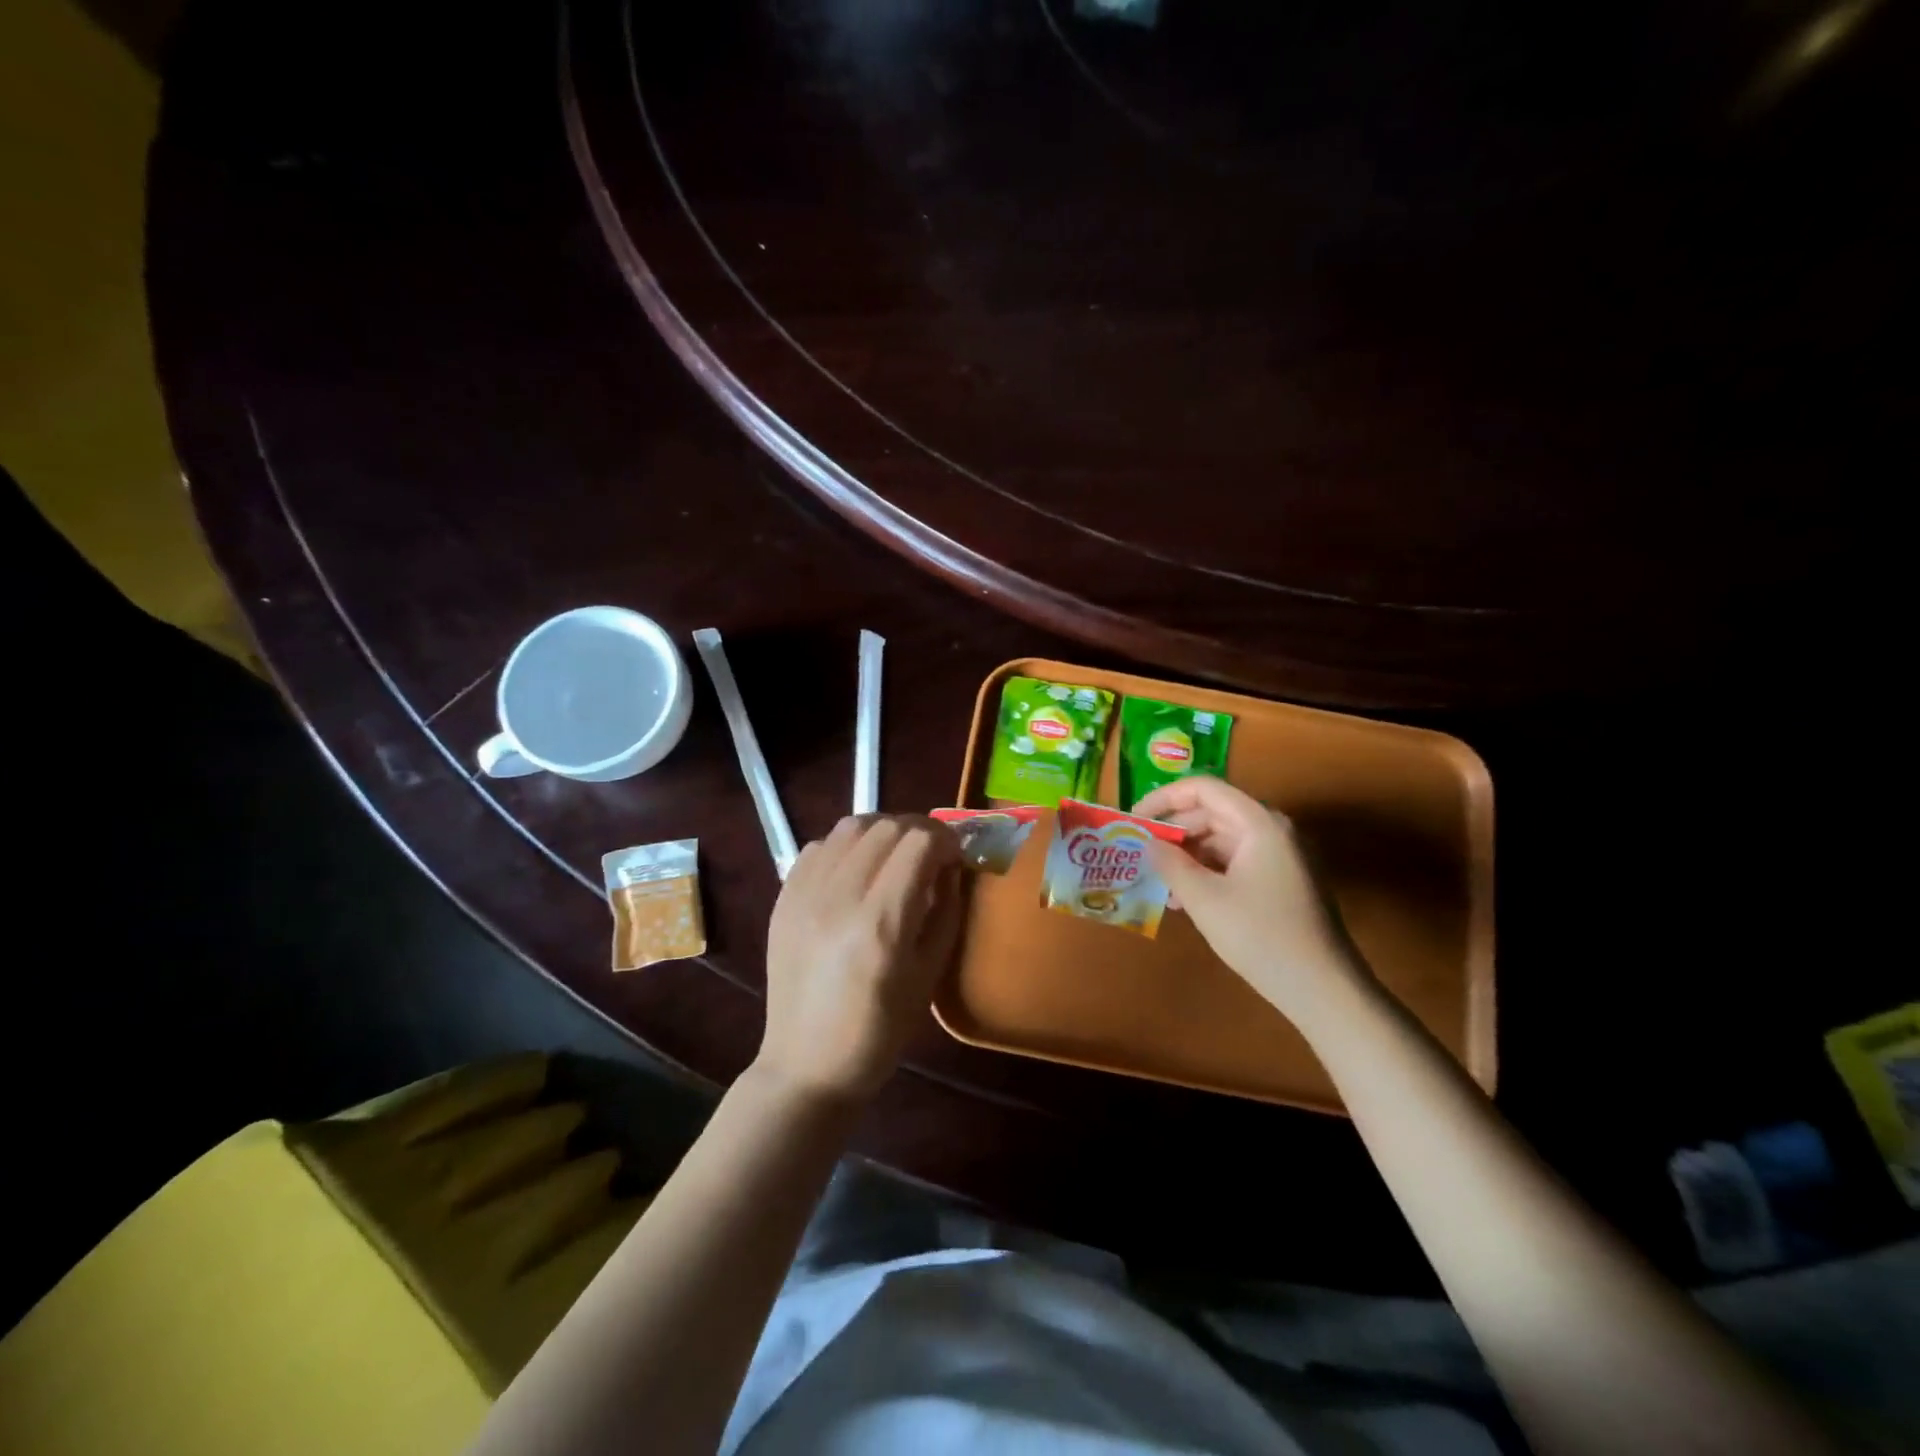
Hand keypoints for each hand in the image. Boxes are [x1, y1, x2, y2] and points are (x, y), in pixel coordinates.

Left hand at [756, 814, 964, 1104]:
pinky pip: (819, 845)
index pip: (919, 843)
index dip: (946, 839)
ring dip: (882, 830)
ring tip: (894, 855)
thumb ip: (946, 910)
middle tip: (932, 854)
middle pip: (886, 826)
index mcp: (881, 922)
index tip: (956, 856)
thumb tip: (950, 865)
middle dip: (919, 830)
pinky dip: (846, 845)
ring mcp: (805, 893)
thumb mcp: (929, 974)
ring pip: (850, 825)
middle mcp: (839, 896)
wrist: (806, 1065)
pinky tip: (857, 870)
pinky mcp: (784, 897)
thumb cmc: (879, 1031)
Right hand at [1136, 777, 1368, 1025]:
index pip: (1203, 789)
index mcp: (1259, 823)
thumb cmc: (1261, 936)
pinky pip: (1235, 863)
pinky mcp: (1281, 882)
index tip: (1134, 820)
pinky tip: (1184, 901)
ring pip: (1221, 840)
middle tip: (1140, 853)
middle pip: (1212, 813)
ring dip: (1187, 856)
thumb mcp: (1204, 900)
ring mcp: (1280, 857)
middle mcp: (1272, 831)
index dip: (1164, 798)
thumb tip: (1148, 842)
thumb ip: (1170, 864)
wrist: (1324, 990)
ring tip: (1157, 882)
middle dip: (1173, 830)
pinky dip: (1207, 874)